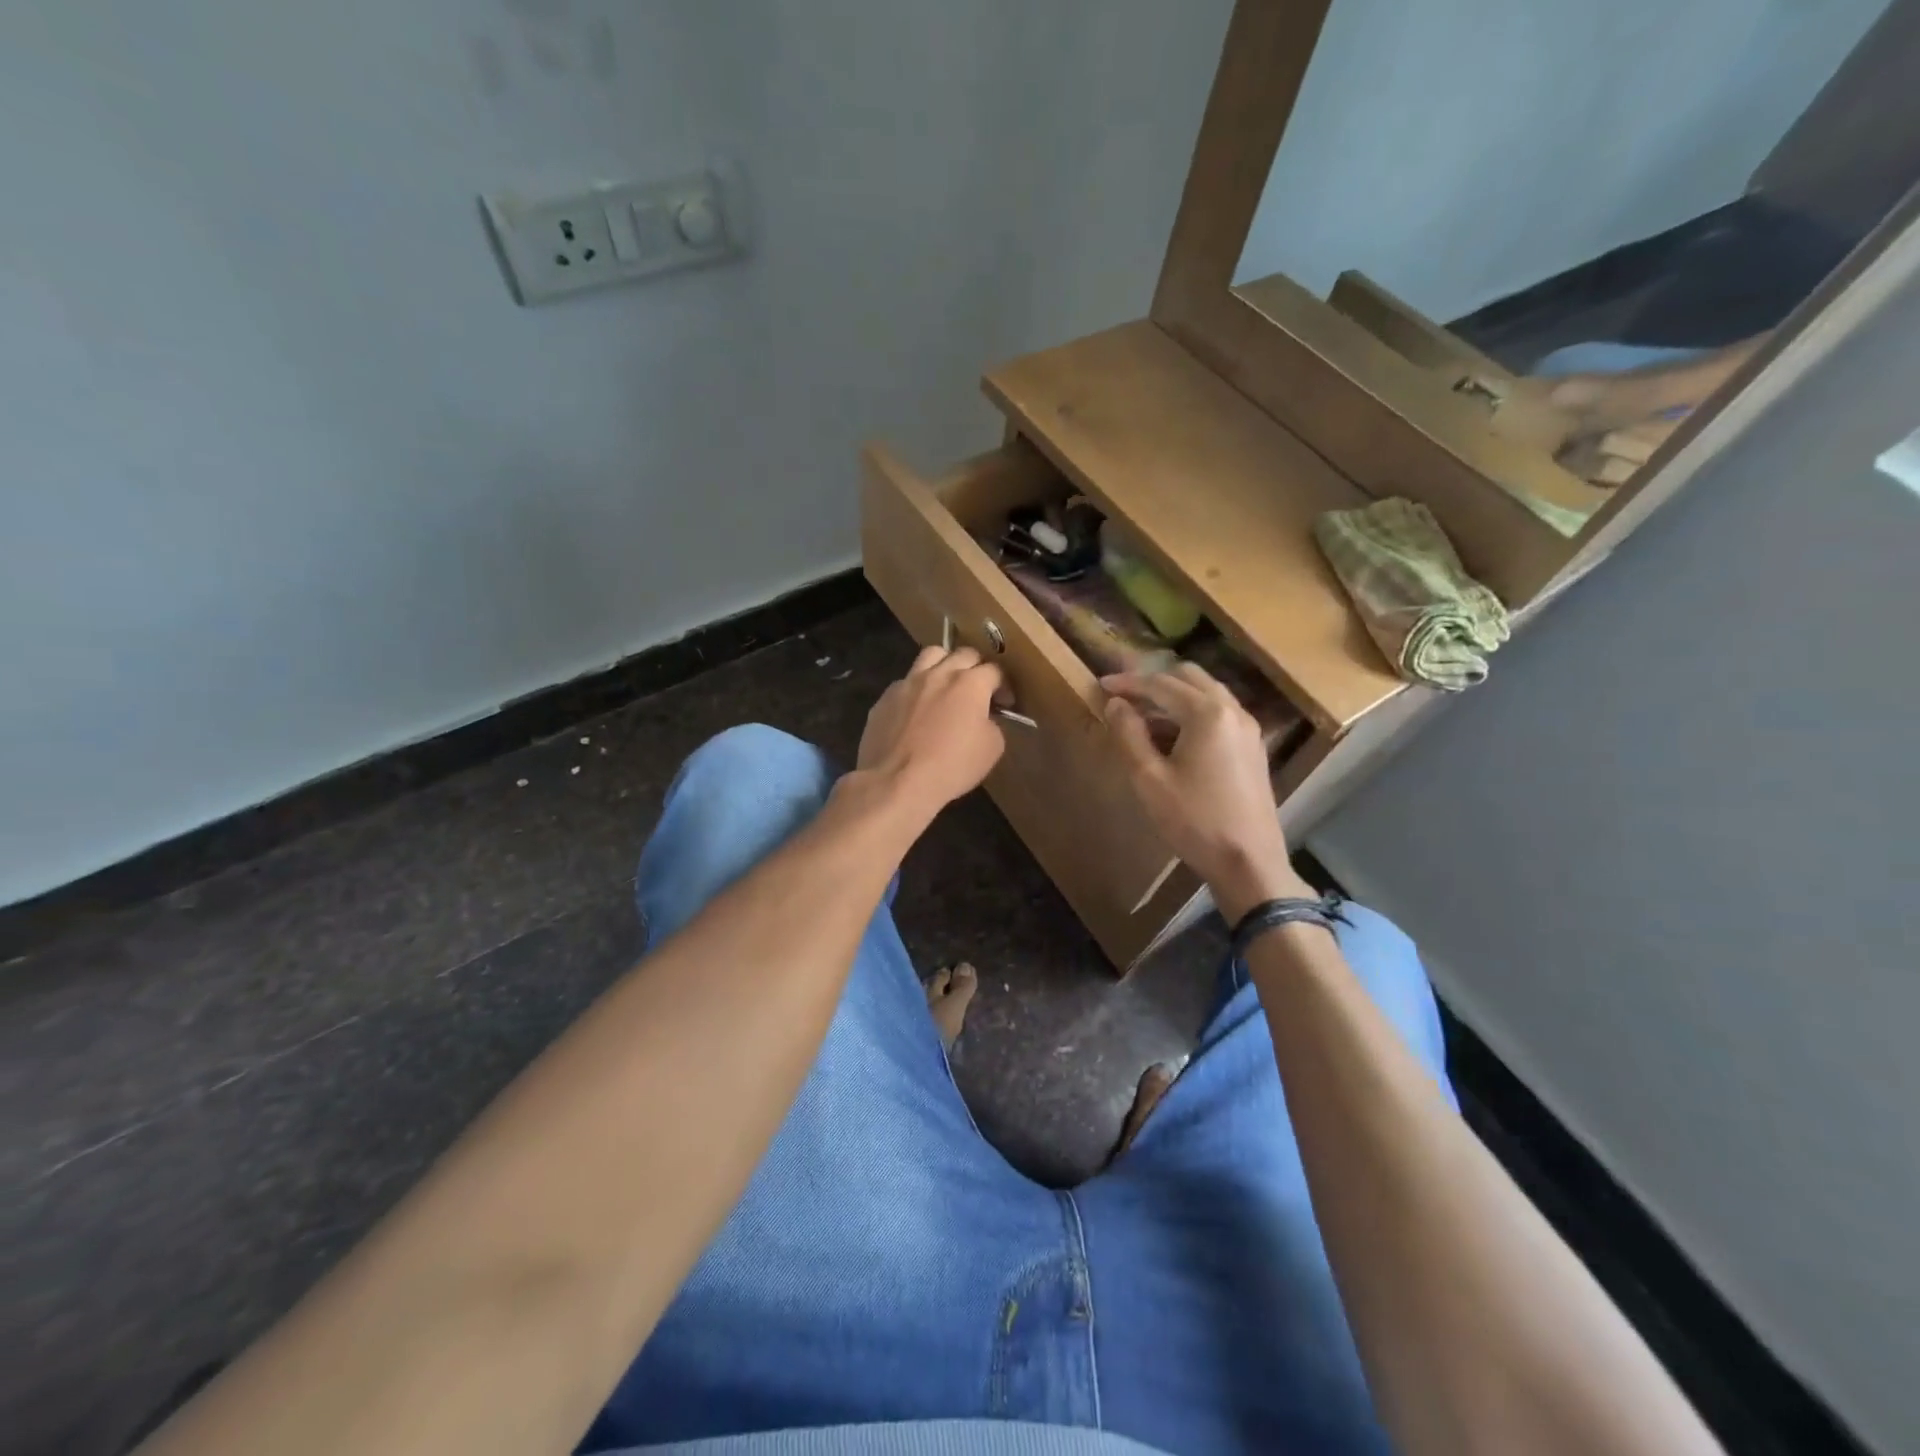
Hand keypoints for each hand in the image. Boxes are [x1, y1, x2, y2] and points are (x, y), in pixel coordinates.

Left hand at [857, 644, 1006, 818]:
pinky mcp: (886, 697)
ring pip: (931, 655)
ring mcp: (908, 682)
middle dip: (976, 668)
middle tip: (978, 690)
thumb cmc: (952, 766)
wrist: (897, 781)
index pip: (995, 670)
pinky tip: (917, 709)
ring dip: (944, 664)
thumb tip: (984, 718)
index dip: (1003, 686)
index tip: (1004, 703)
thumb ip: (993, 724)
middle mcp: (939, 674)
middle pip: (964, 654)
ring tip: (946, 685)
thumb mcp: (992, 749)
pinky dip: (917, 689)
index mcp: (970, 684)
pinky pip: (906, 682)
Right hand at [1102, 664, 1310, 921]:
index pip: (1160, 684)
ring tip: (1143, 717)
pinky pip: (1219, 713)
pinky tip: (1173, 737)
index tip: (1101, 684)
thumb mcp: (1149, 779)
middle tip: (1123, 696)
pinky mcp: (1253, 748)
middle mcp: (1233, 711)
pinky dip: (1193, 713)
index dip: (1128, 683)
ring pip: (1207, 694)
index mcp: (1207, 713)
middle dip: (1154, 682)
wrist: (1249, 862)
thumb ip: (1129, 735)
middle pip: (1189, 678)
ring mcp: (1248, 729)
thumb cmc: (1194, 821)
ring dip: (1174, 696)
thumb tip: (1115, 704)